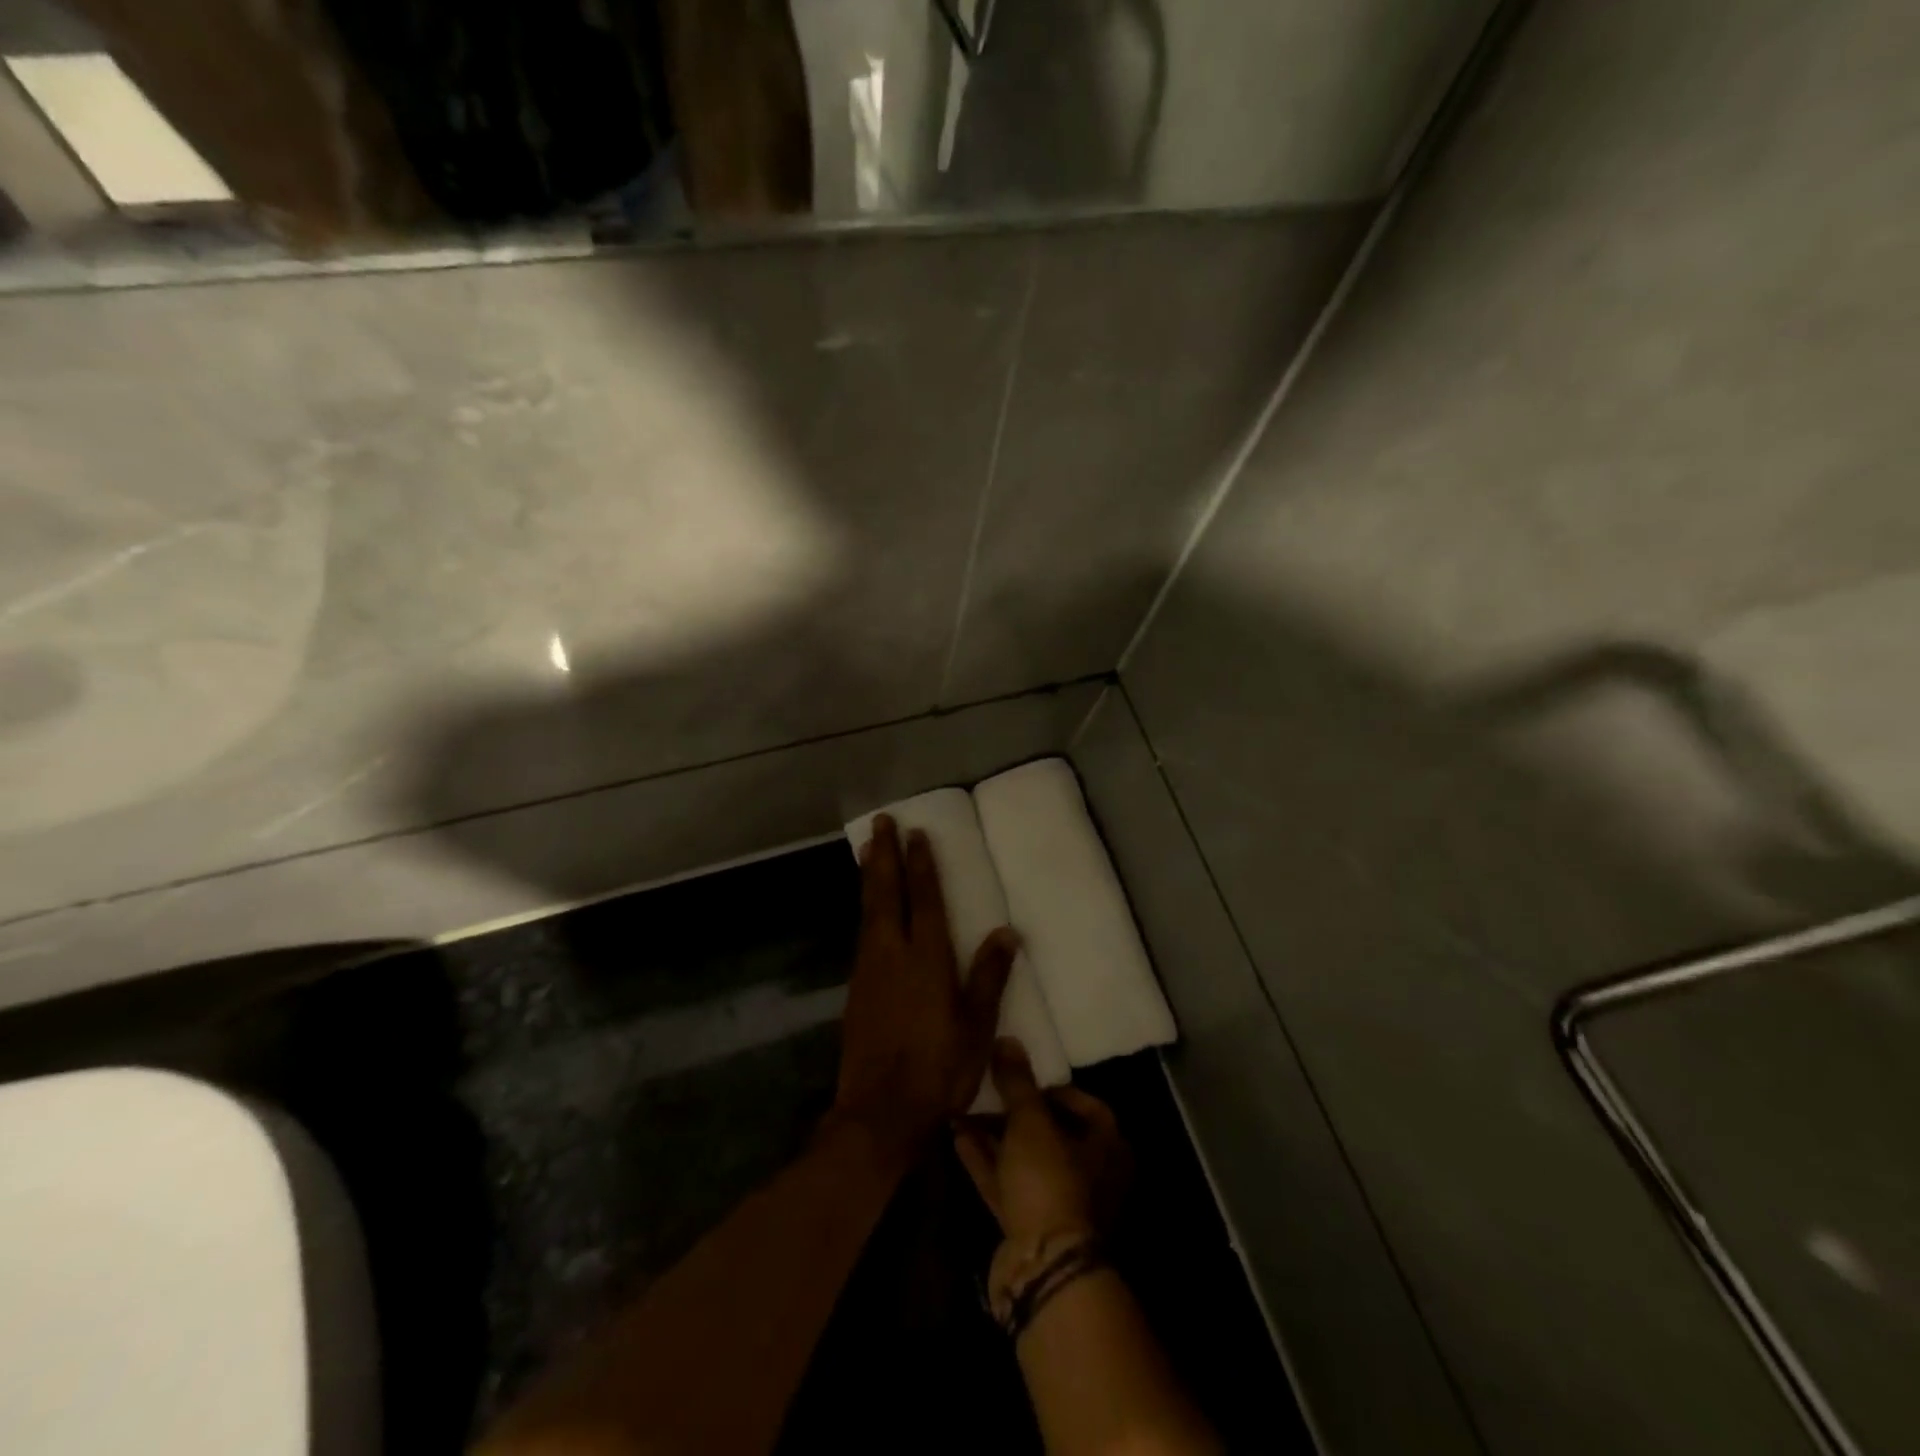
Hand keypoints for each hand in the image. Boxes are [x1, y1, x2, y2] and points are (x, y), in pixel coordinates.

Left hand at [832, 815, 1018, 1158]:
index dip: (921, 865)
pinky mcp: (856, 988)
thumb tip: (1008, 933)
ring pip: (868, 910)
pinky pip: (862, 932)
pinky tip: (869, 908)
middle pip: (886, 893)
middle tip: (881, 822)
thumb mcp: (977, 1026)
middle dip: (885, 856)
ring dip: (870, 876)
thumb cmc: (939, 1068)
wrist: (880, 1112)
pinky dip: (866, 908)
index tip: (916, 833)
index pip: (925, 899)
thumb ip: (989, 975)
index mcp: (927, 958)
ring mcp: (869, 970)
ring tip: (869, 850)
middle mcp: (893, 953)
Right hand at [954, 1039, 1132, 1244]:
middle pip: (1052, 1134)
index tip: (1024, 1079)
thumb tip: (1008, 1040)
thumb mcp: (1031, 1121)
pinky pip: (1007, 1184)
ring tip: (963, 1110)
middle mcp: (1091, 1175)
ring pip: (1025, 1160)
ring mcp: (1060, 1205)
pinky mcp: (1031, 1228)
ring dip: (995, 1136)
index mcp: (1108, 1147)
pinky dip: (986, 1161)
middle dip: (1016, 1113)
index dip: (1055, 1089)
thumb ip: (1018, 1081)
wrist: (1043, 1268)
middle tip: (989, 1091)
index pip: (1087, 1106)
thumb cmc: (1050, 1180)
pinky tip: (958, 1137)